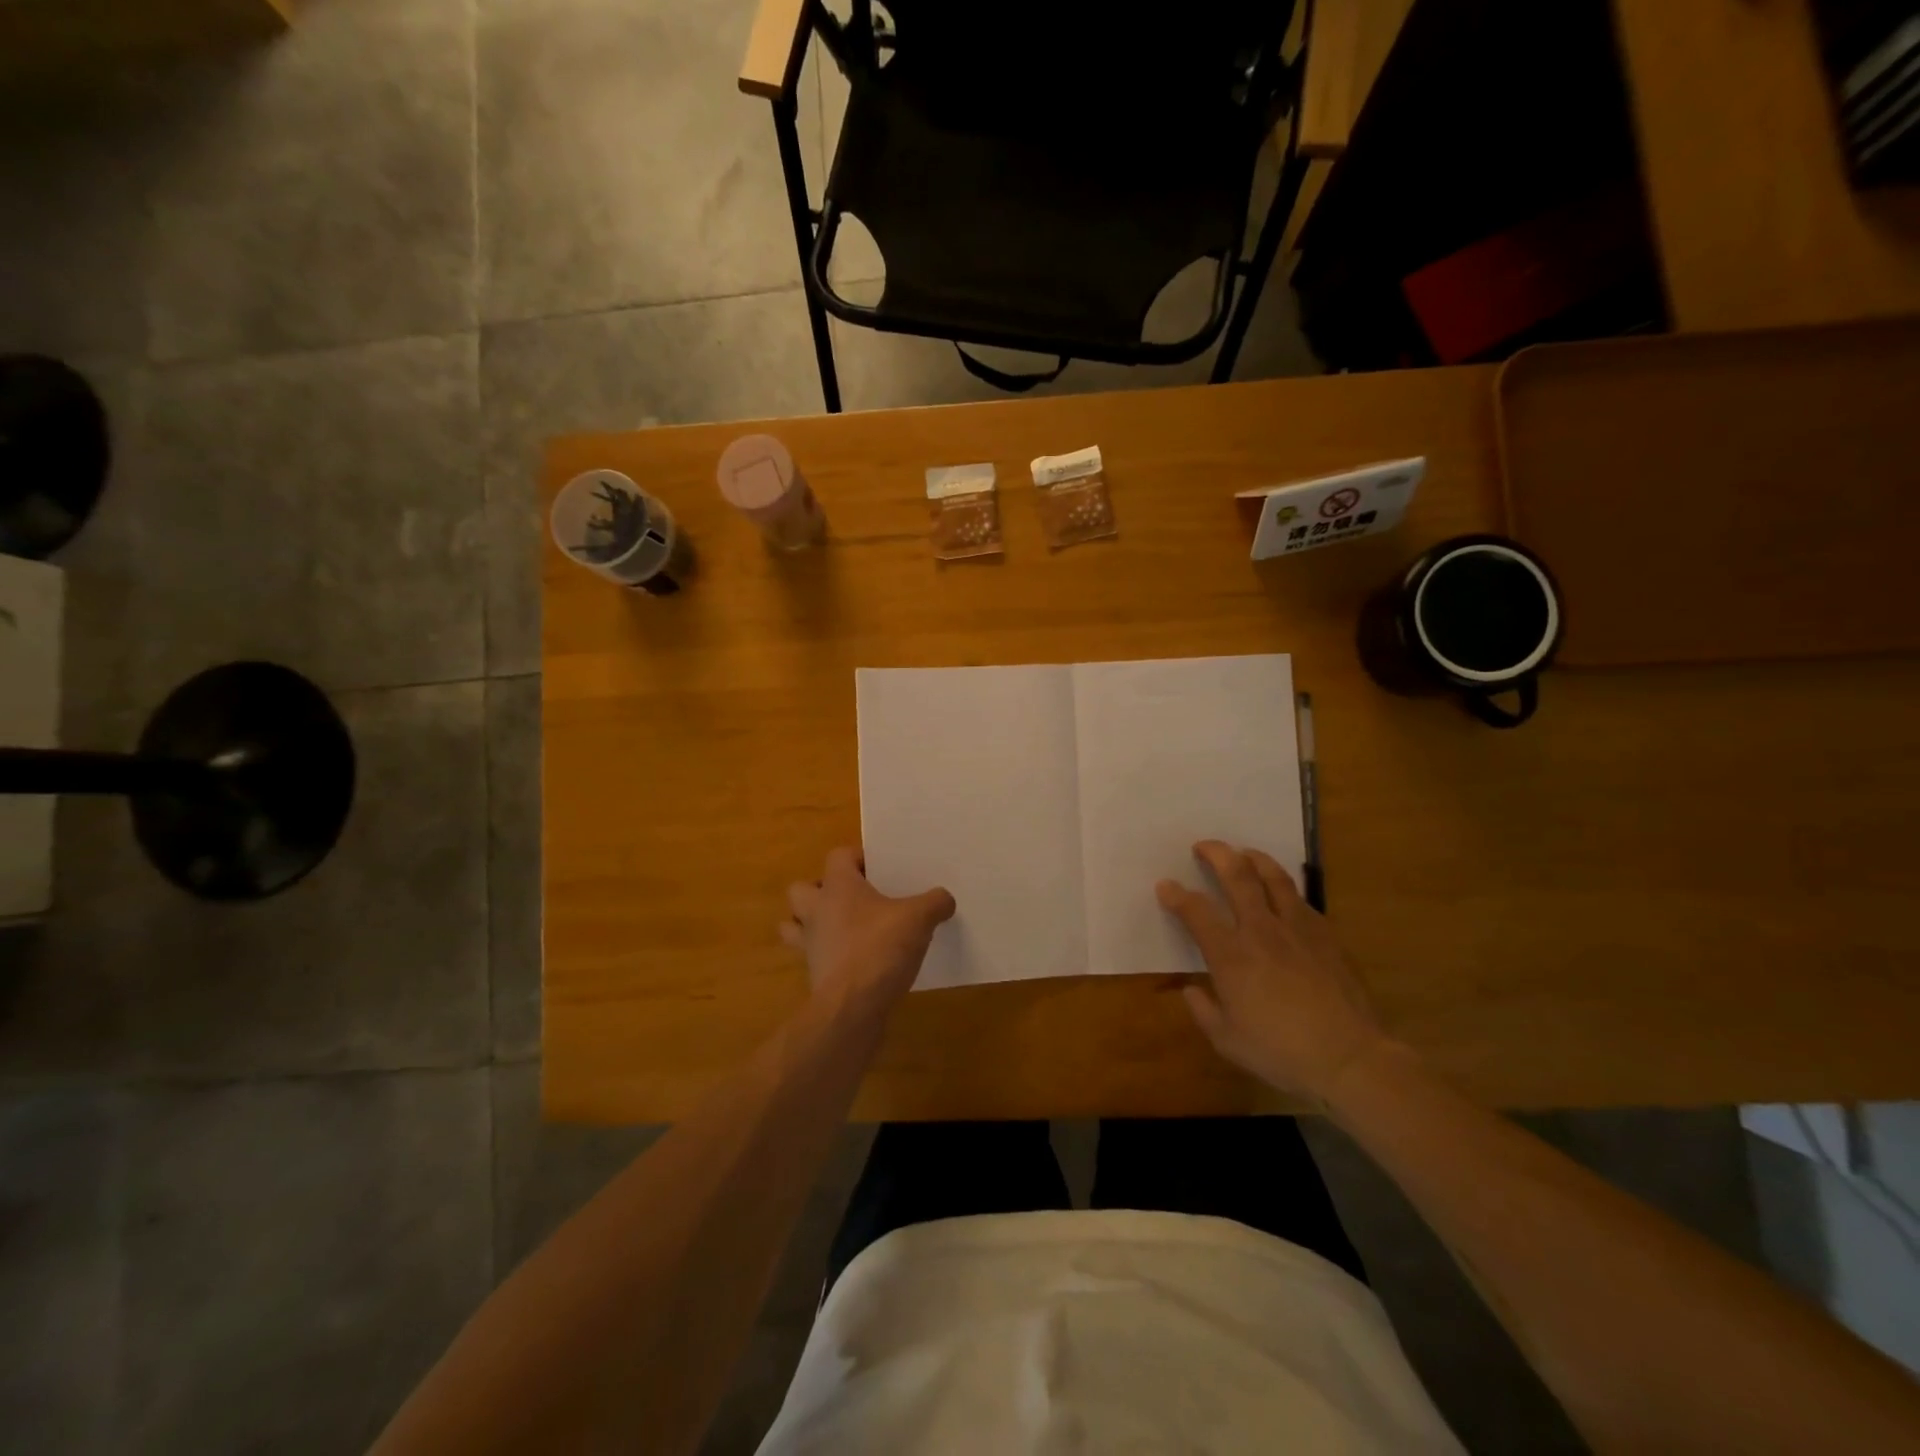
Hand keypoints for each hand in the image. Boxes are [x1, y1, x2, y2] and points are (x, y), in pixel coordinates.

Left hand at [781, 847, 954, 1014]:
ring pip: (796, 925)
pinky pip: (815, 957)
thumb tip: (944, 899)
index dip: (858, 858)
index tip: (881, 869)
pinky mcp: (814, 975)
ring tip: (847, 930)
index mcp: (837, 886)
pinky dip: (830, 957)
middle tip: (855, 899)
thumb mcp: (919, 919)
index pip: (838, 856)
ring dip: (815, 925)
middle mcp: (816, 910)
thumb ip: (935, 903)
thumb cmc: (879, 948)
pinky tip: (859, 963)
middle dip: (822, 891)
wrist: (852, 1007)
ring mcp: (810, 944)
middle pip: (802, 889)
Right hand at [1159, 841, 1389, 1104]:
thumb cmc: (1282, 1053)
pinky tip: (1282, 894)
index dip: (1176, 894)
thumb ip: (1203, 1011)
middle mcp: (1261, 930)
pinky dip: (1284, 888)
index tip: (1165, 886)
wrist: (1350, 1058)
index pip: (1196, 911)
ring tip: (1243, 854)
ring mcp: (1297, 928)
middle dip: (1216, 853)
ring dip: (1253, 858)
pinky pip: (1301, 899)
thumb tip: (1190, 990)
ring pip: (1273, 876)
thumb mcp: (1228, 1041)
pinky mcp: (1326, 935)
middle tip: (1203, 846)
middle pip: (1236, 875)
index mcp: (1231, 955)